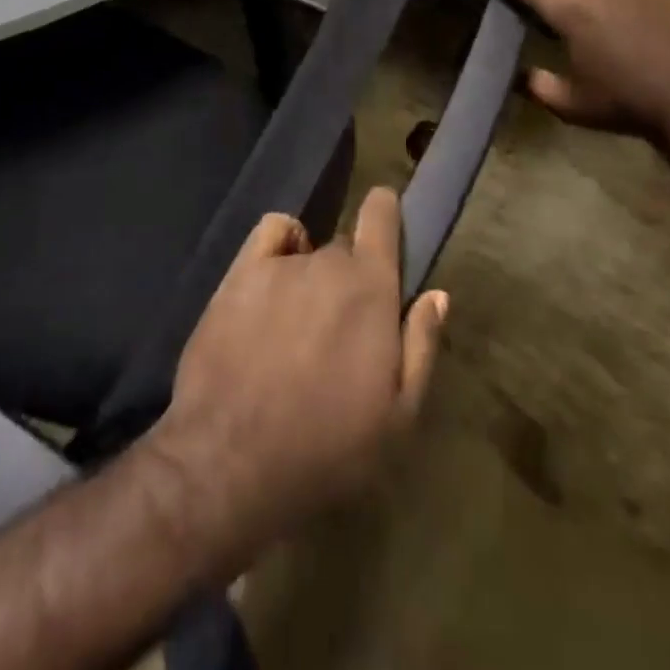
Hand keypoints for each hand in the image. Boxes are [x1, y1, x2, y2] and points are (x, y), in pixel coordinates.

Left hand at [145, 188, 448, 568]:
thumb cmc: (327, 447)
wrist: (231, 457)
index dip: (386, 212)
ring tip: (299, 324)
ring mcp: (281, 263)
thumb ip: (421, 346)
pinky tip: (275, 278)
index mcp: (372, 288)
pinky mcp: (240, 271)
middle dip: (349, 278)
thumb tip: (437, 294)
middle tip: (341, 328)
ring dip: (311, 276)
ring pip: (308, 253)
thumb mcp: (398, 417)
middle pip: (345, 250)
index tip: (387, 222)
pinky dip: (280, 243)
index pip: (382, 217)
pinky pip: (271, 232)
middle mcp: (328, 262)